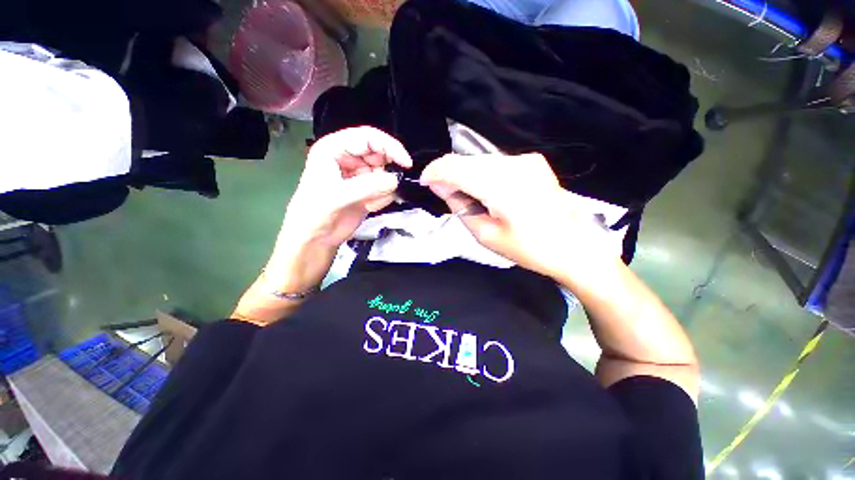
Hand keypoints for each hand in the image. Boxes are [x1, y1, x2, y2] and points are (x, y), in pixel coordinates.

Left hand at [264, 127, 411, 292]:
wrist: (315, 239)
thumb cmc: (315, 213)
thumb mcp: (337, 196)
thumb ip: (368, 187)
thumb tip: (396, 180)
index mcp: (334, 149)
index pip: (367, 137)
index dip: (389, 146)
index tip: (406, 163)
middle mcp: (348, 158)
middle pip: (379, 153)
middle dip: (388, 170)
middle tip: (393, 186)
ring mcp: (359, 174)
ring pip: (384, 172)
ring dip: (384, 189)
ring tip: (370, 203)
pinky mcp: (367, 189)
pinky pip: (385, 188)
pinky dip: (382, 198)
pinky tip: (369, 207)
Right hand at [420, 153, 620, 280]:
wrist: (575, 246)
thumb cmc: (529, 249)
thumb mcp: (486, 235)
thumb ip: (459, 207)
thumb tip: (439, 186)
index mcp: (502, 187)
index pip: (456, 167)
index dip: (434, 171)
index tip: (425, 182)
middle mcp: (514, 164)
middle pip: (466, 161)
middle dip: (449, 175)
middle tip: (446, 196)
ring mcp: (526, 160)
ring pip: (479, 160)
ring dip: (465, 175)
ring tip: (469, 198)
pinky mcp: (532, 161)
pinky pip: (495, 163)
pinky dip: (482, 174)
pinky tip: (486, 192)